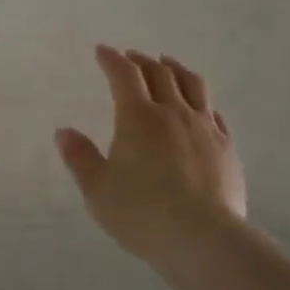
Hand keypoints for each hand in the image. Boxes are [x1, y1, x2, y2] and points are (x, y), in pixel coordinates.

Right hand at [55, 47, 248, 269]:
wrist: (203, 238)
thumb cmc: (141, 214)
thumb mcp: (97, 190)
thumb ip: (80, 157)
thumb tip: (63, 131)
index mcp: (137, 118)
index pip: (124, 75)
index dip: (112, 59)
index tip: (102, 50)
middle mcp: (173, 113)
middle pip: (159, 73)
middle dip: (141, 60)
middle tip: (131, 57)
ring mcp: (204, 128)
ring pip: (192, 85)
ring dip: (176, 69)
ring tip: (168, 64)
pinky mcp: (226, 147)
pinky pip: (214, 112)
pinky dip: (201, 100)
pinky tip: (199, 106)